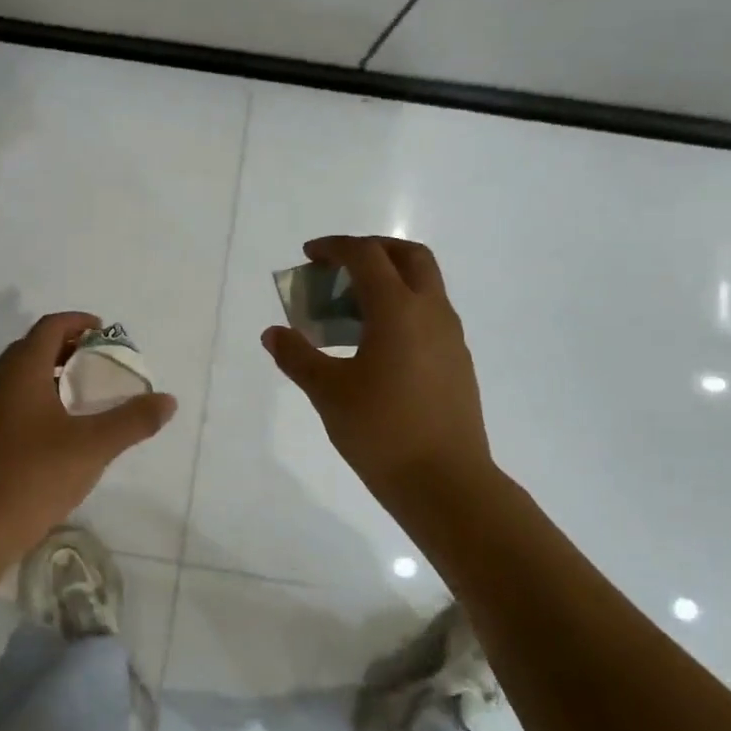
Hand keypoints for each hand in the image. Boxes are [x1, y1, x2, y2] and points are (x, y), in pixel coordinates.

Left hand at [0, 312, 177, 550]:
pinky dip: (42, 395)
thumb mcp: (93, 446)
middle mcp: (0, 381)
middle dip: (69, 346)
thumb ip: (133, 420)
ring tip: (88, 392)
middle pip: (35, 347)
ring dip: (55, 372)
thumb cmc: (35, 475)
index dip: (79, 322)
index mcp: (21, 371)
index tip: (106, 333)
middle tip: (102, 362)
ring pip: (23, 374)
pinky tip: (63, 425)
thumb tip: (167, 400)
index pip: (50, 327)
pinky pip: (16, 398)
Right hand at [262, 235, 497, 510]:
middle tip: (339, 267)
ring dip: (388, 280)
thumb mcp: (327, 392)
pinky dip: (400, 308)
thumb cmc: (381, 431)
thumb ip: (297, 356)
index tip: (309, 255)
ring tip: (349, 309)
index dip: (335, 247)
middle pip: (408, 256)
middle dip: (372, 250)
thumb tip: (273, 334)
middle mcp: (431, 312)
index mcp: (398, 310)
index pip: (366, 256)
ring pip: (423, 285)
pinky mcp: (457, 360)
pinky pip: (428, 314)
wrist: (446, 482)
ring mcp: (450, 336)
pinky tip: (374, 344)